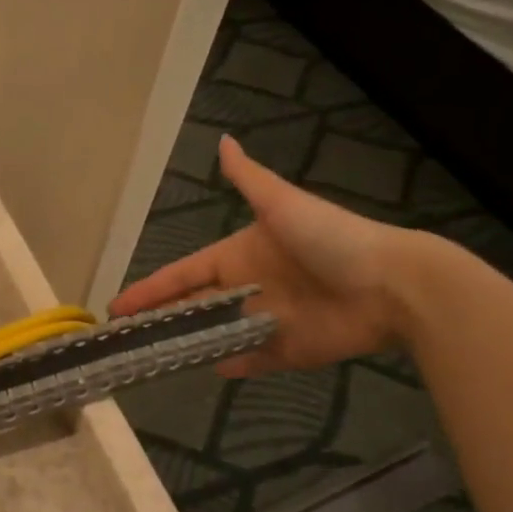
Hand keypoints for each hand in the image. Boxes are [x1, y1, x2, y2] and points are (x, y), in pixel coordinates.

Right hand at [111, 134, 435, 375]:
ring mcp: (266, 321)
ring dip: (189, 344)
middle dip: (162, 319)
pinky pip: (251, 360)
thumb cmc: (331, 240)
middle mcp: (248, 289)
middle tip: (125, 339)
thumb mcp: (283, 204)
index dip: (152, 289)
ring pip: (216, 335)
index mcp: (239, 256)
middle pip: (195, 307)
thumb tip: (223, 141)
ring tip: (152, 359)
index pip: (184, 273)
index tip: (119, 307)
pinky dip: (231, 365)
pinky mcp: (288, 350)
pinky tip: (207, 370)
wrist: (393, 284)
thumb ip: (249, 180)